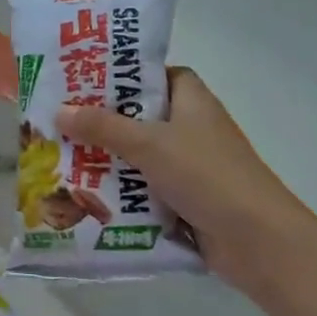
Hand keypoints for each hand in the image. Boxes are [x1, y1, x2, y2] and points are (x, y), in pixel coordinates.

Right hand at [58, 68, 316, 306]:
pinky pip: (145, 188)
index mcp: (192, 101)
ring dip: (108, 160)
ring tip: (61, 157)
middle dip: (103, 121)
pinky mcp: (185, 199)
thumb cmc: (207, 175)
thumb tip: (59, 112)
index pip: (156, 75)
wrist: (257, 241)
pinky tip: (86, 194)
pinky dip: (122, 191)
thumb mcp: (149, 144)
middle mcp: (191, 128)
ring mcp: (190, 166)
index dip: (124, 75)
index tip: (86, 81)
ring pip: (140, 155)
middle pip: (141, 117)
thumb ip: (103, 126)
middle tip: (59, 121)